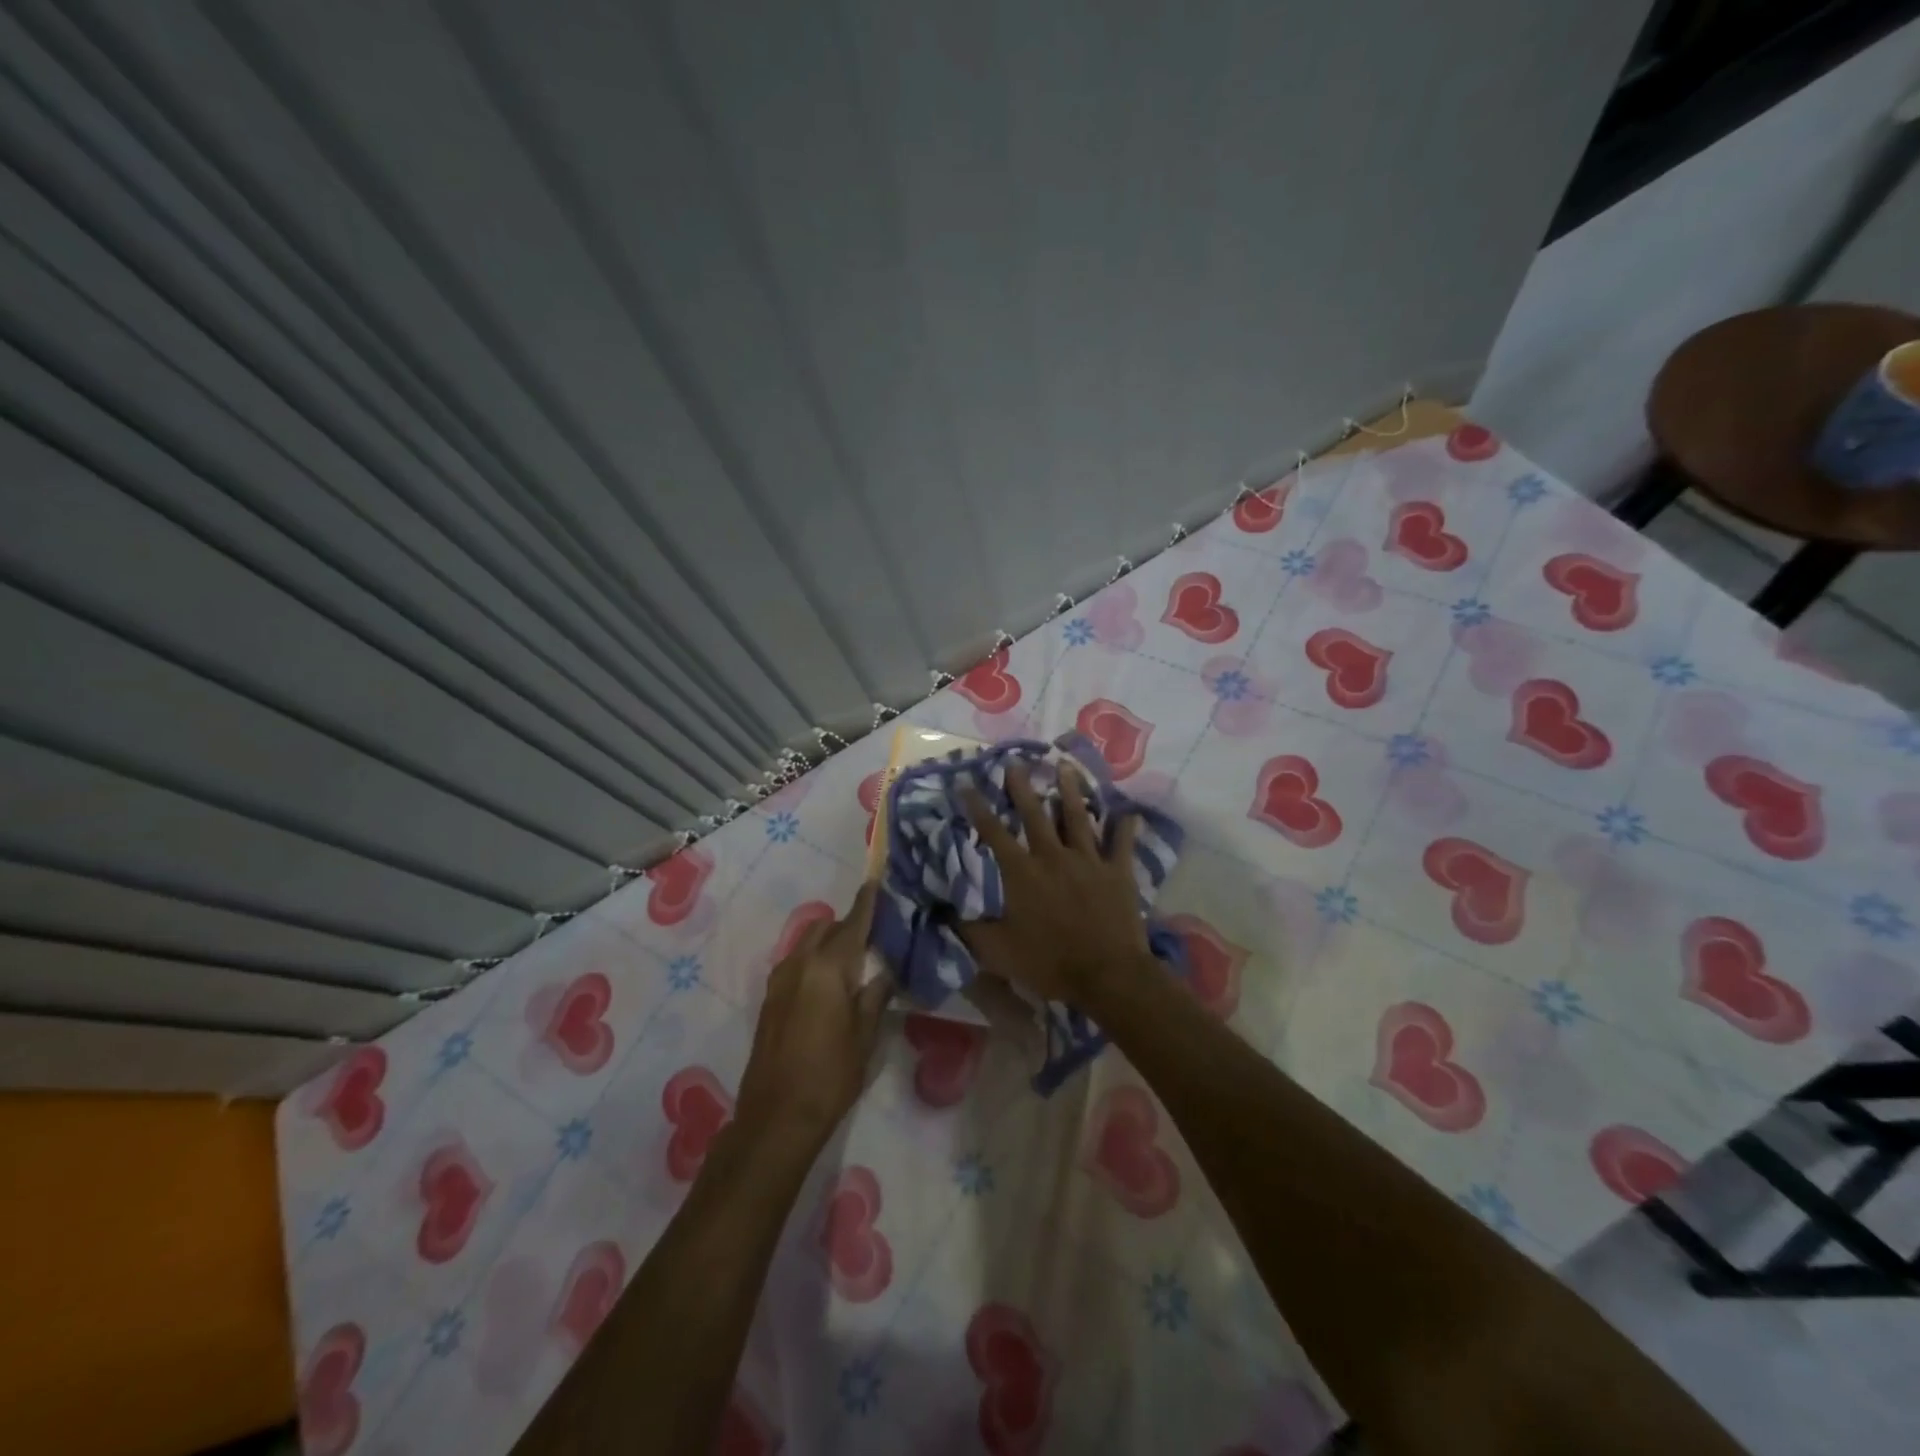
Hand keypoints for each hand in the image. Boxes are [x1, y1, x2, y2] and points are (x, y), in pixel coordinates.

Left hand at [734, 882, 892, 1152]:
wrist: (777, 1116)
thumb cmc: (831, 1075)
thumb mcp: (865, 1035)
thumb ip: (876, 995)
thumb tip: (885, 971)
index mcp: (827, 968)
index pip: (852, 924)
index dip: (866, 903)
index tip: (876, 882)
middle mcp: (799, 964)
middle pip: (825, 927)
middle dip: (847, 923)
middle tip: (874, 935)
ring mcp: (779, 980)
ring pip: (807, 942)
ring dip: (829, 941)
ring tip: (853, 960)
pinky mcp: (770, 998)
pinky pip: (796, 962)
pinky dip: (814, 959)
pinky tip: (829, 983)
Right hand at [957, 763, 1152, 1005]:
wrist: (1106, 974)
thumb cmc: (1049, 963)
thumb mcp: (998, 952)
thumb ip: (971, 930)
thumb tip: (945, 912)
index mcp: (1022, 872)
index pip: (994, 833)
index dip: (978, 808)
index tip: (967, 784)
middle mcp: (1053, 856)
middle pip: (1035, 814)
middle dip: (1023, 787)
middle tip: (1016, 762)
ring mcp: (1089, 860)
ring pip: (1078, 817)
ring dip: (1071, 791)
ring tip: (1065, 766)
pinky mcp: (1118, 872)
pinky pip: (1122, 844)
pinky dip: (1125, 827)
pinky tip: (1130, 812)